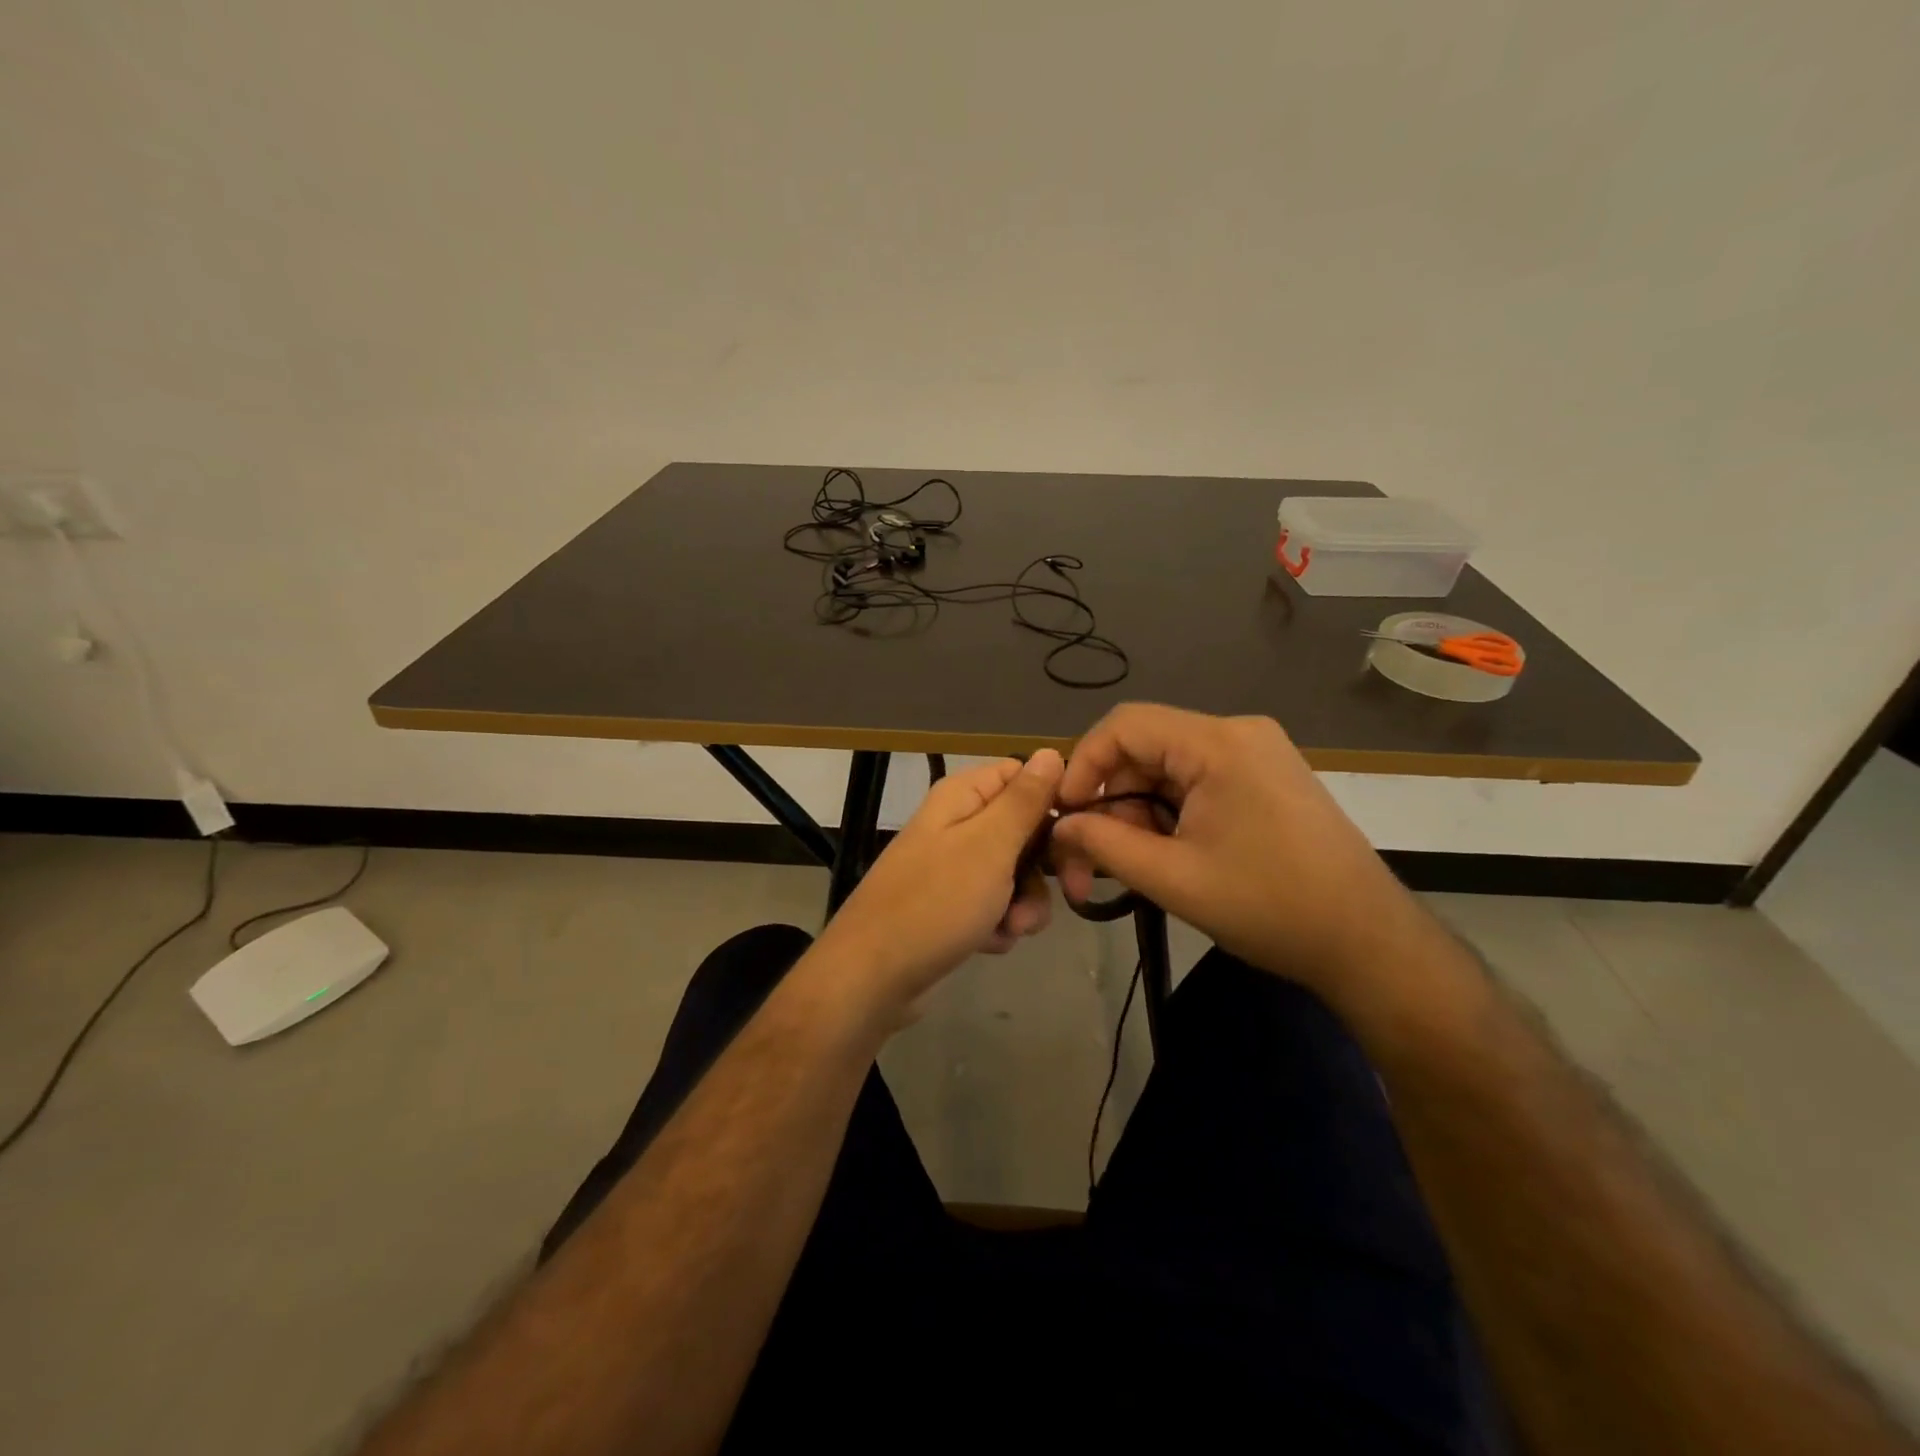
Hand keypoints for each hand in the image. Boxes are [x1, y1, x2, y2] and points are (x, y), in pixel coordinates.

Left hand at [810, 750, 1064, 1030]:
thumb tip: (1051, 751)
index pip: (1023, 777)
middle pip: (1025, 829)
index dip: (1054, 802)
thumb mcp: (990, 846)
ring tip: (1010, 928)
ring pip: (1015, 874)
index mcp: (963, 796)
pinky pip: (994, 905)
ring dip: (1024, 903)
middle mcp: (957, 824)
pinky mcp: (951, 906)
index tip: (1079, 834)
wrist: (874, 976)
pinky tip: (987, 943)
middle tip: (1069, 893)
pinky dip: (999, 924)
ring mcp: (953, 867)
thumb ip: (1024, 800)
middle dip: (1044, 867)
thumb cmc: (936, 902)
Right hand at [1051, 704, 1426, 1008]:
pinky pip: (1195, 783)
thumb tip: (1060, 826)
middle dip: (1109, 801)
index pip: (1124, 725)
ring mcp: (1256, 755)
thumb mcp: (1173, 878)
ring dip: (1136, 814)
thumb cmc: (1270, 907)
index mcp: (1218, 743)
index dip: (1083, 764)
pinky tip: (1161, 856)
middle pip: (1145, 749)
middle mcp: (1237, 733)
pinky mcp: (1264, 779)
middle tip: (1086, 859)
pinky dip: (1167, 815)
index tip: (1065, 815)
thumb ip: (1104, 844)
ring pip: (1166, 770)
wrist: (1368, 942)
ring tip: (1124, 867)